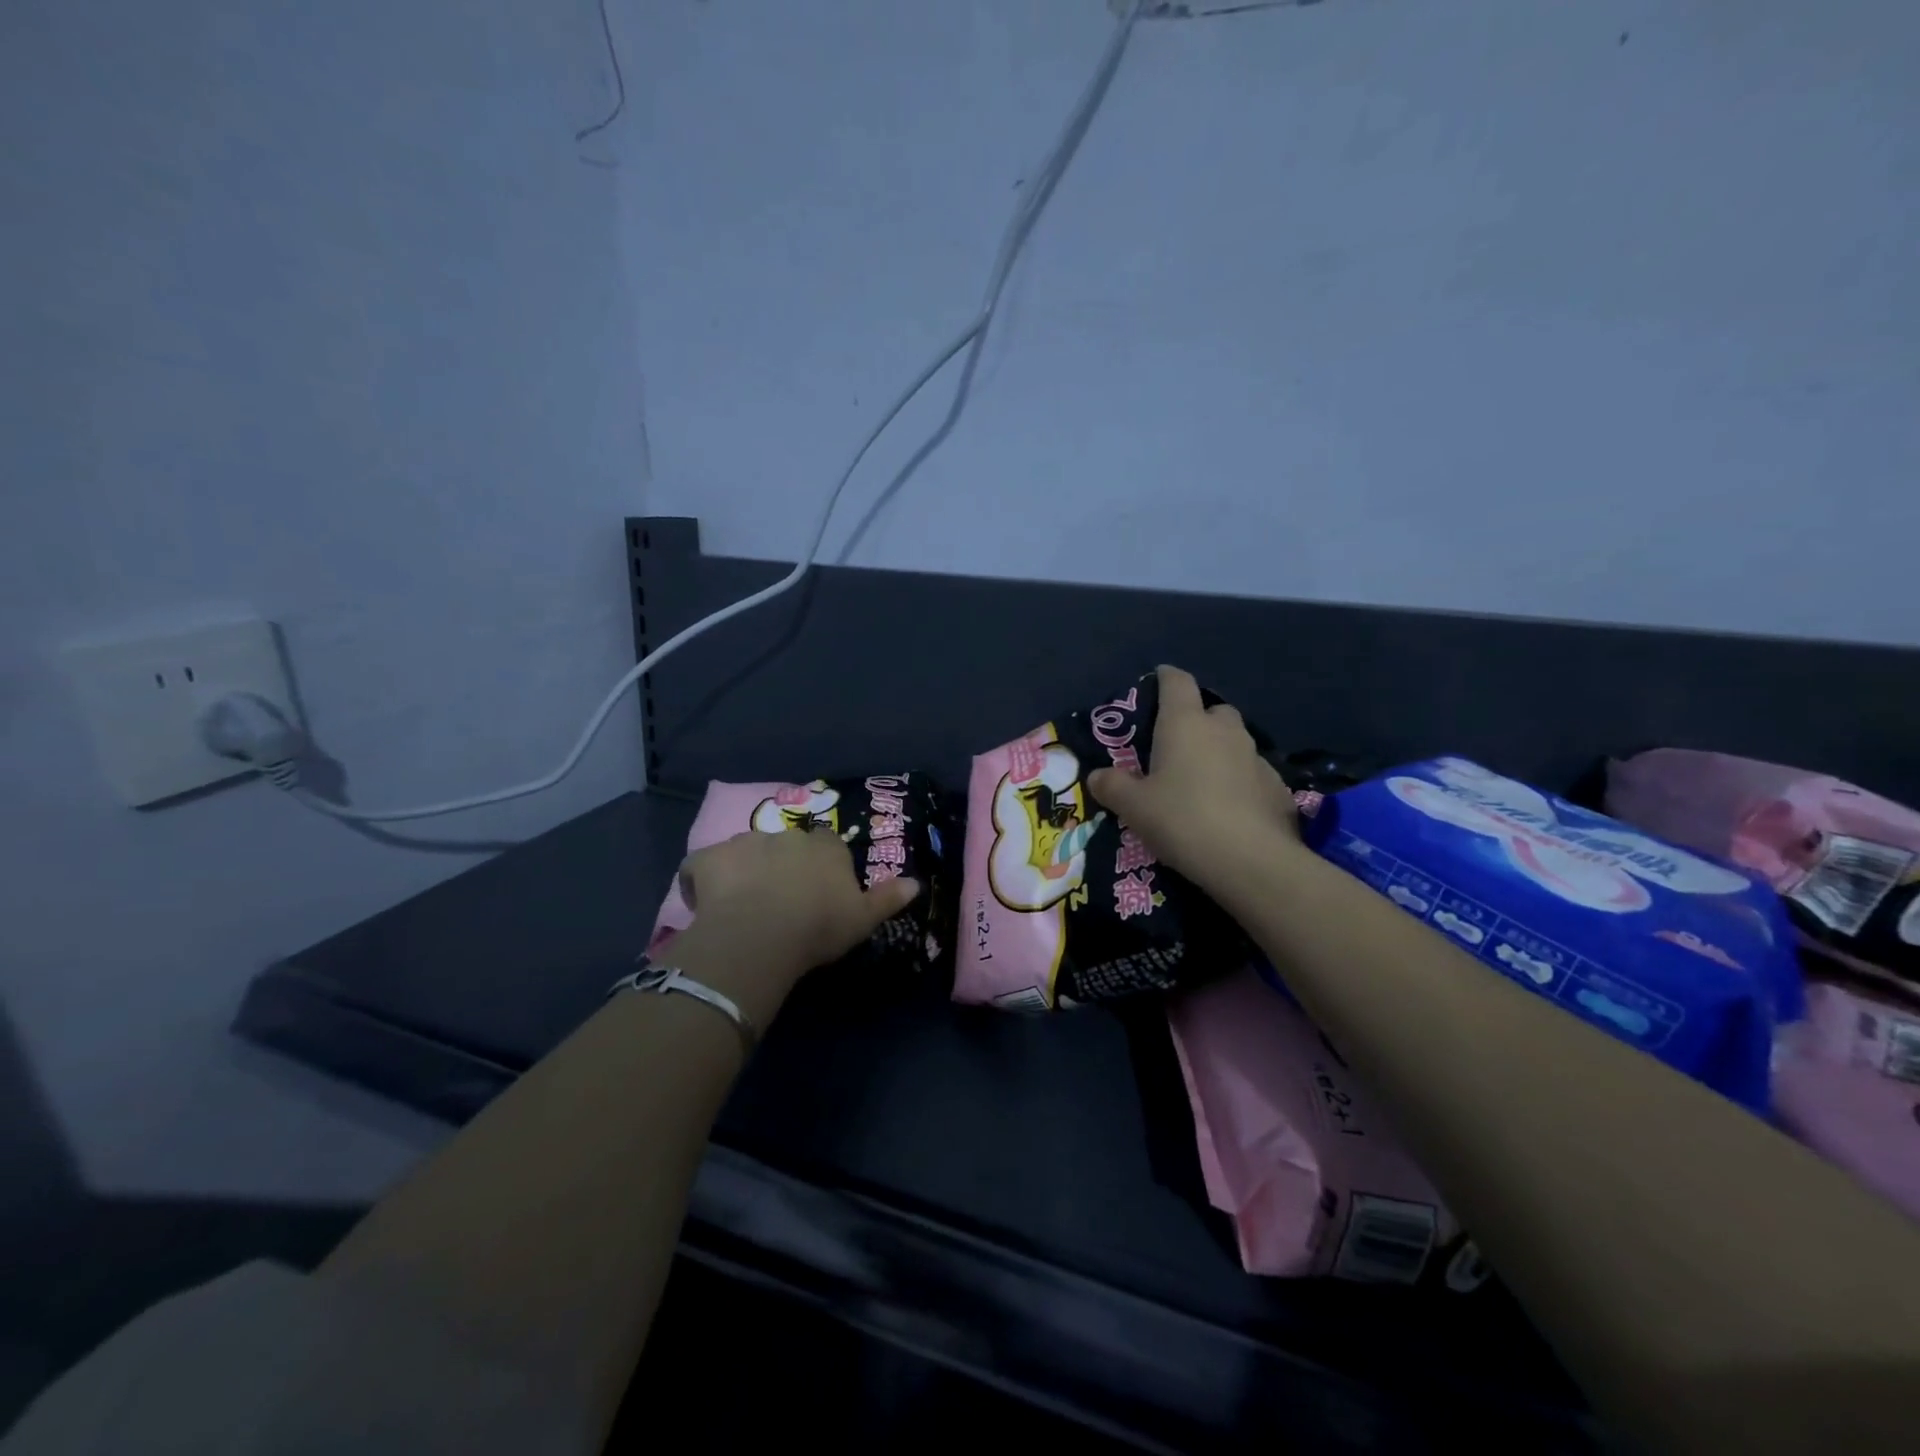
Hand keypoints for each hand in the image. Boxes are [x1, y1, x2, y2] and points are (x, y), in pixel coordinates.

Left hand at [676, 826, 921, 985]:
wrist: (762, 934)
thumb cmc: (818, 926)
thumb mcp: (863, 919)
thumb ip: (888, 898)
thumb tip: (916, 884)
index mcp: (824, 848)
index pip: (826, 844)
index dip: (820, 864)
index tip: (816, 890)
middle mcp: (786, 836)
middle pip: (786, 845)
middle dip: (781, 865)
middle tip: (778, 901)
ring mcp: (745, 842)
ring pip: (746, 852)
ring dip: (745, 870)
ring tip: (741, 905)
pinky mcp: (710, 857)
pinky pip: (703, 865)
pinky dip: (704, 879)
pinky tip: (706, 903)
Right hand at [1087, 665, 1298, 894]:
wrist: (1251, 861)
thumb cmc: (1182, 820)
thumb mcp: (1133, 807)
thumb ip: (1112, 786)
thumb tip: (1097, 776)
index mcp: (1185, 724)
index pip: (1177, 682)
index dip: (1165, 678)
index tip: (1156, 682)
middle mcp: (1224, 730)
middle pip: (1211, 710)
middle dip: (1196, 720)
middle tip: (1175, 746)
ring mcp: (1256, 757)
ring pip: (1235, 742)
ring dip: (1219, 752)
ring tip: (1201, 782)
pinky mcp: (1277, 786)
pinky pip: (1252, 774)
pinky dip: (1240, 782)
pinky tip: (1230, 809)